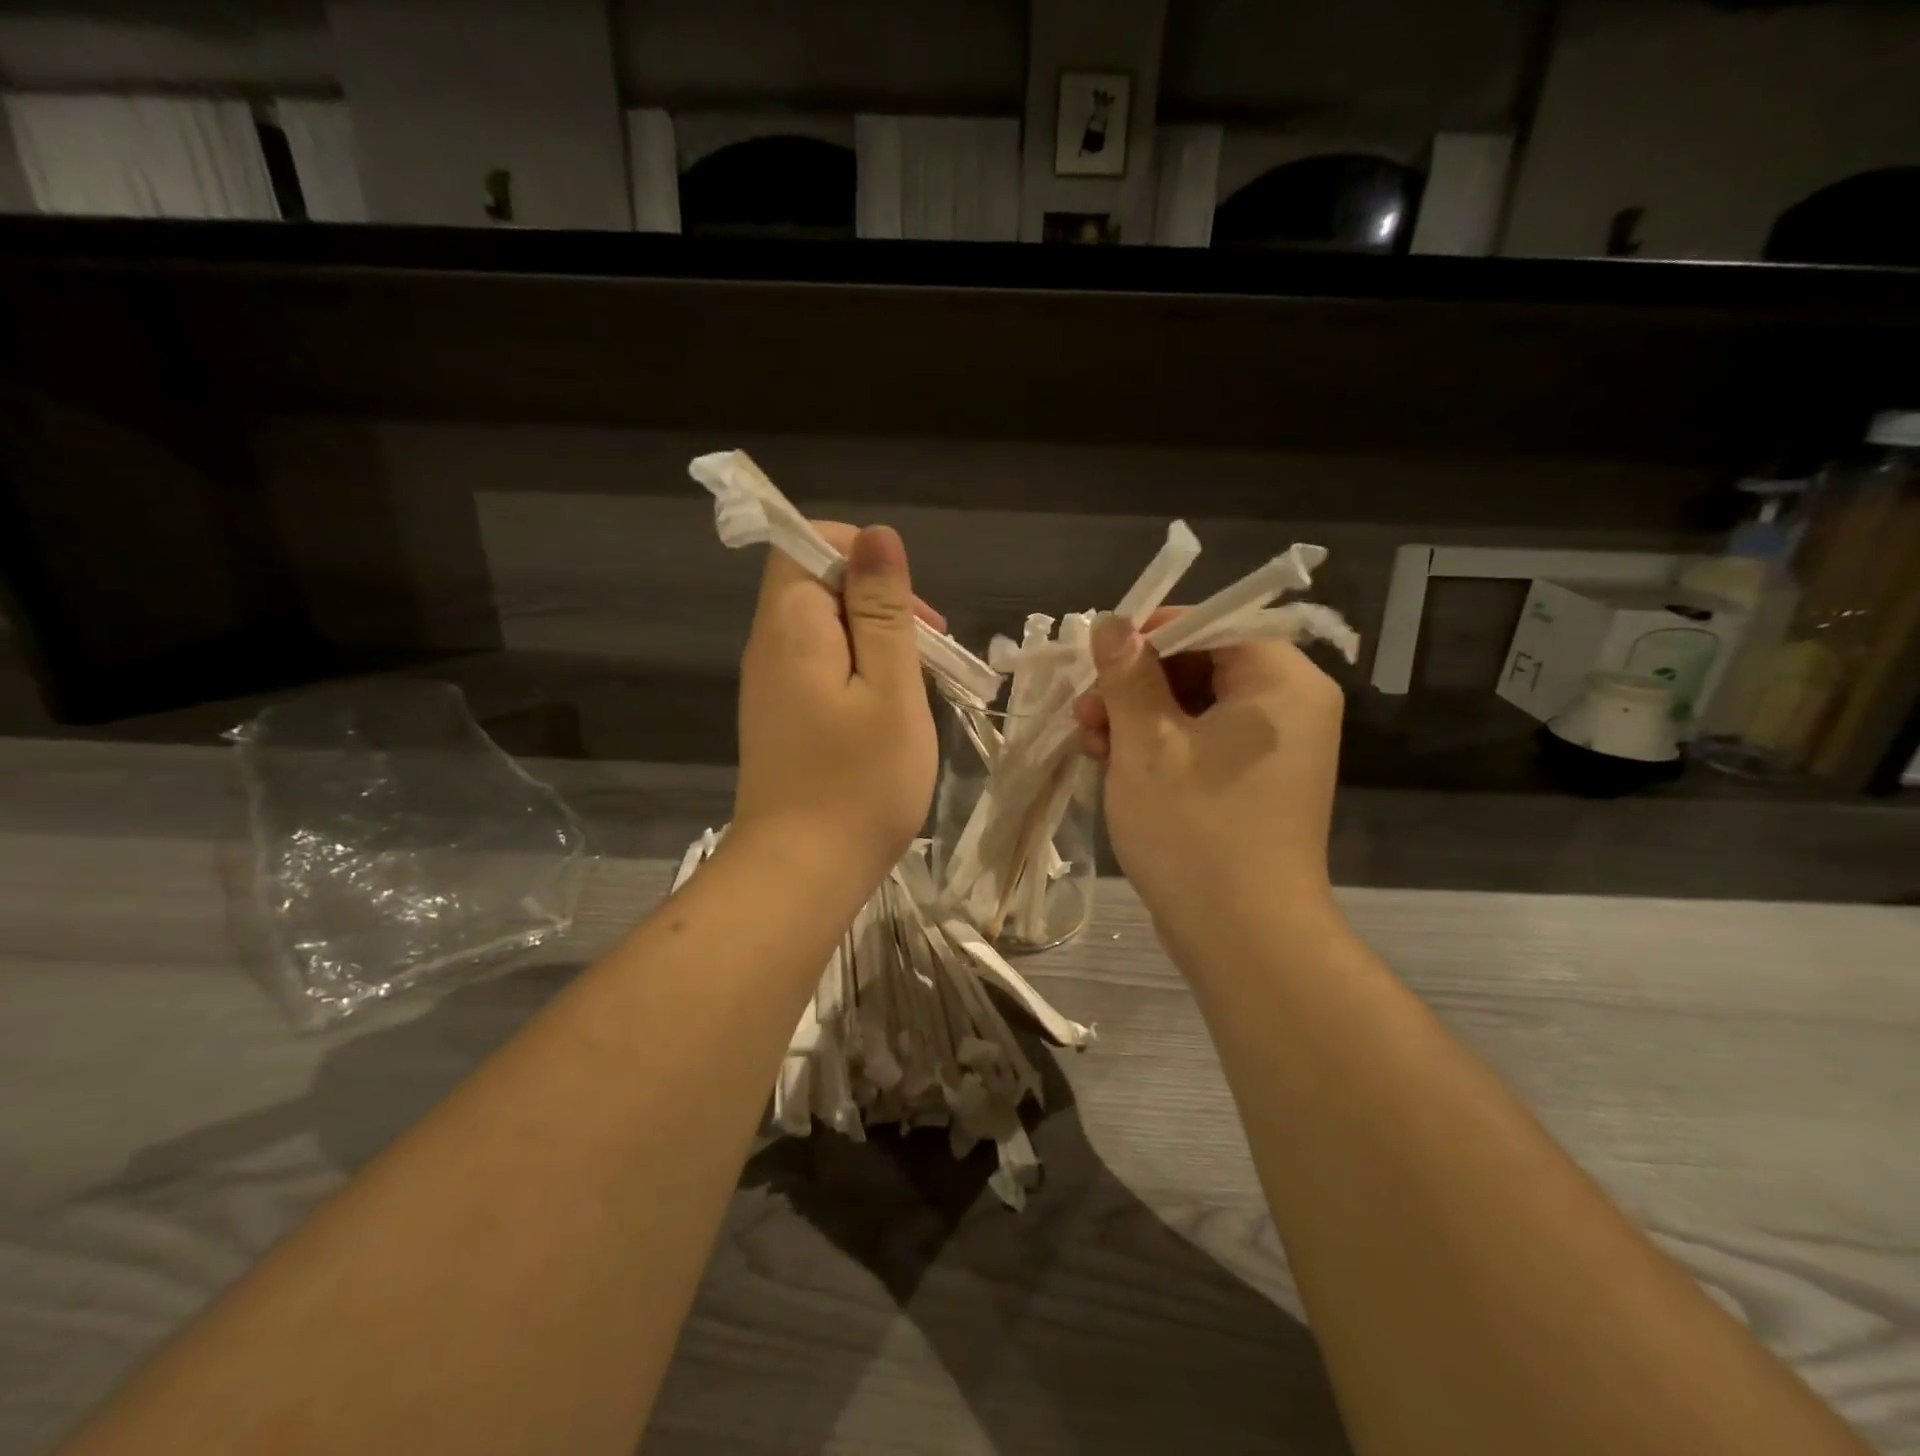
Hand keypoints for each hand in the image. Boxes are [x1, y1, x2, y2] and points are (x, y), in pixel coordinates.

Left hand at [732, 522, 939, 892]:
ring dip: (875, 642)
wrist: (801, 874)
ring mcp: (771, 686)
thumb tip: (877, 536)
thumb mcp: (890, 688)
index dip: (859, 554)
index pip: (803, 542)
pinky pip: (821, 668)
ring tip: (916, 687)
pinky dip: (859, 674)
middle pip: (819, 585)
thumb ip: (883, 609)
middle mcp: (769, 646)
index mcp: (791, 625)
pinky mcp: (781, 718)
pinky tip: (888, 714)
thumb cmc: (859, 783)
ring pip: (826, 630)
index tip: (905, 604)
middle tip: (928, 652)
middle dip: (879, 602)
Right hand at [1073, 612, 1344, 947]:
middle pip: (1201, 664)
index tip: (1097, 659)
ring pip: (1195, 705)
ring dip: (1138, 716)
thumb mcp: (1147, 742)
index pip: (1211, 623)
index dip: (1147, 634)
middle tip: (1085, 710)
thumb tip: (1111, 623)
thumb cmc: (1195, 828)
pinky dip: (1159, 746)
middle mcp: (1290, 705)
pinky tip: (1113, 764)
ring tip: (1090, 743)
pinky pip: (1204, 741)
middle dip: (1135, 683)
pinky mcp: (1256, 782)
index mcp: (1280, 681)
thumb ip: (1128, 674)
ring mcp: (1275, 748)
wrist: (1243, 936)